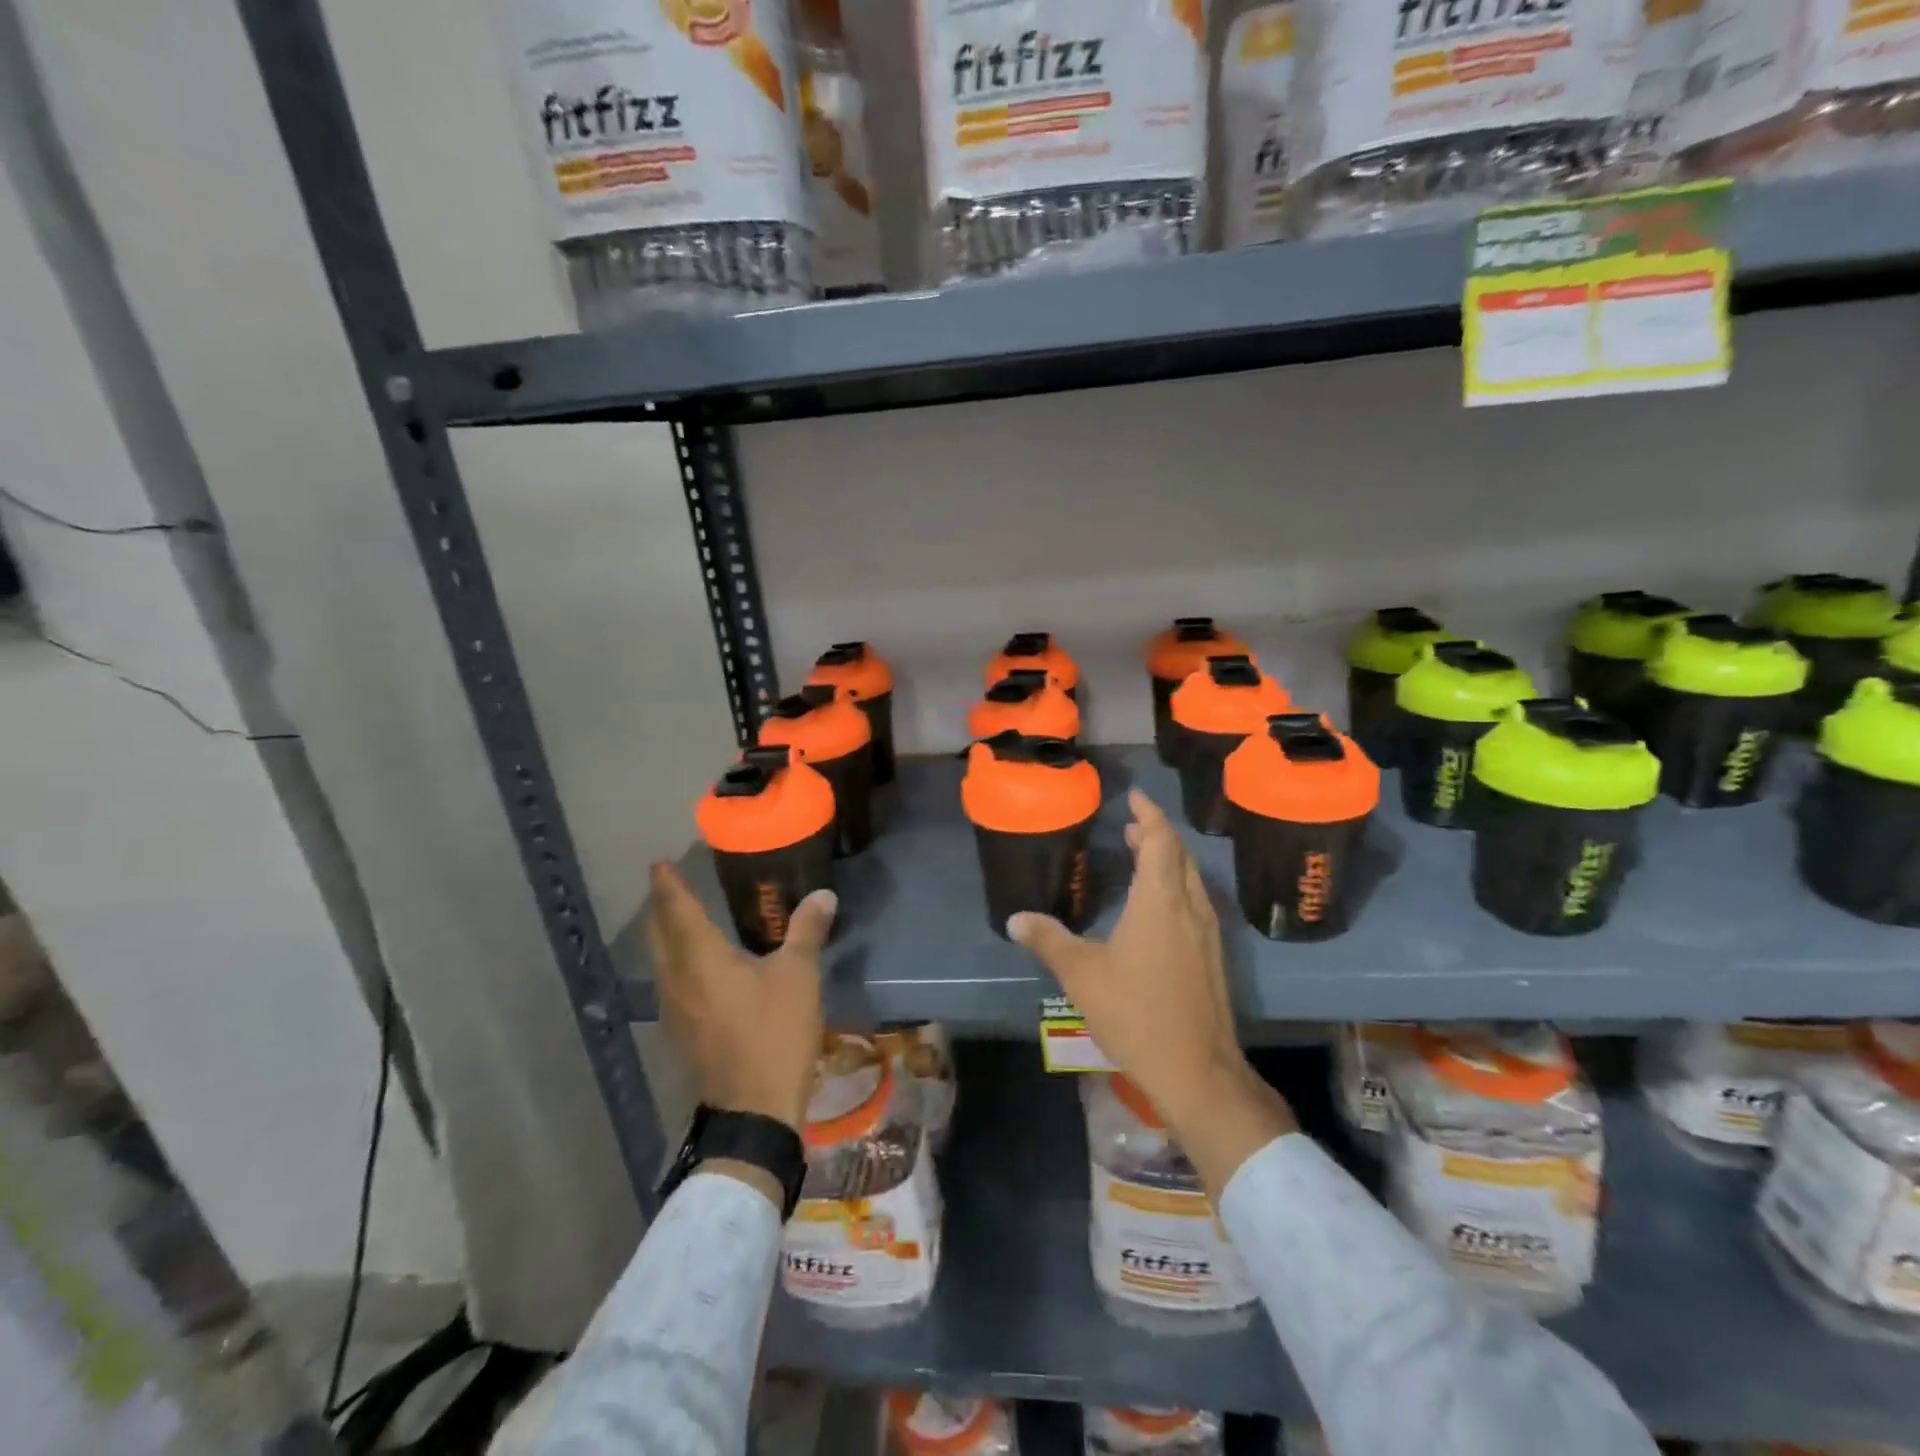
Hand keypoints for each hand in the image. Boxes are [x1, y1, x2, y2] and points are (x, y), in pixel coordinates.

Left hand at [646, 862, 835, 1134]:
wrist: (754, 1111)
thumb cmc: (775, 1033)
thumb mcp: (798, 976)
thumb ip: (807, 930)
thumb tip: (823, 894)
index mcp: (700, 959)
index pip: (677, 910)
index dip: (668, 885)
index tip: (659, 864)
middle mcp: (676, 980)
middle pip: (660, 935)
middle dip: (663, 908)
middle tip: (671, 886)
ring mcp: (673, 1011)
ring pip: (662, 962)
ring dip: (668, 937)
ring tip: (683, 921)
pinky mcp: (681, 1033)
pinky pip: (671, 984)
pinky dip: (678, 963)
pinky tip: (697, 969)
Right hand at [1008, 790, 1295, 1192]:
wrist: (1197, 1070)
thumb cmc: (1136, 1012)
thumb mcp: (1082, 974)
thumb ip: (1048, 940)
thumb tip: (1015, 918)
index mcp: (1159, 900)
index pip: (1159, 841)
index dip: (1148, 815)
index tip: (1134, 796)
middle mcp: (1189, 907)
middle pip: (1178, 856)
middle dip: (1156, 835)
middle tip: (1131, 826)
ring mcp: (1206, 933)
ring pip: (1190, 880)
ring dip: (1167, 861)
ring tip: (1140, 856)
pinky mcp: (1212, 957)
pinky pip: (1194, 903)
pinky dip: (1175, 887)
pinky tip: (1157, 908)